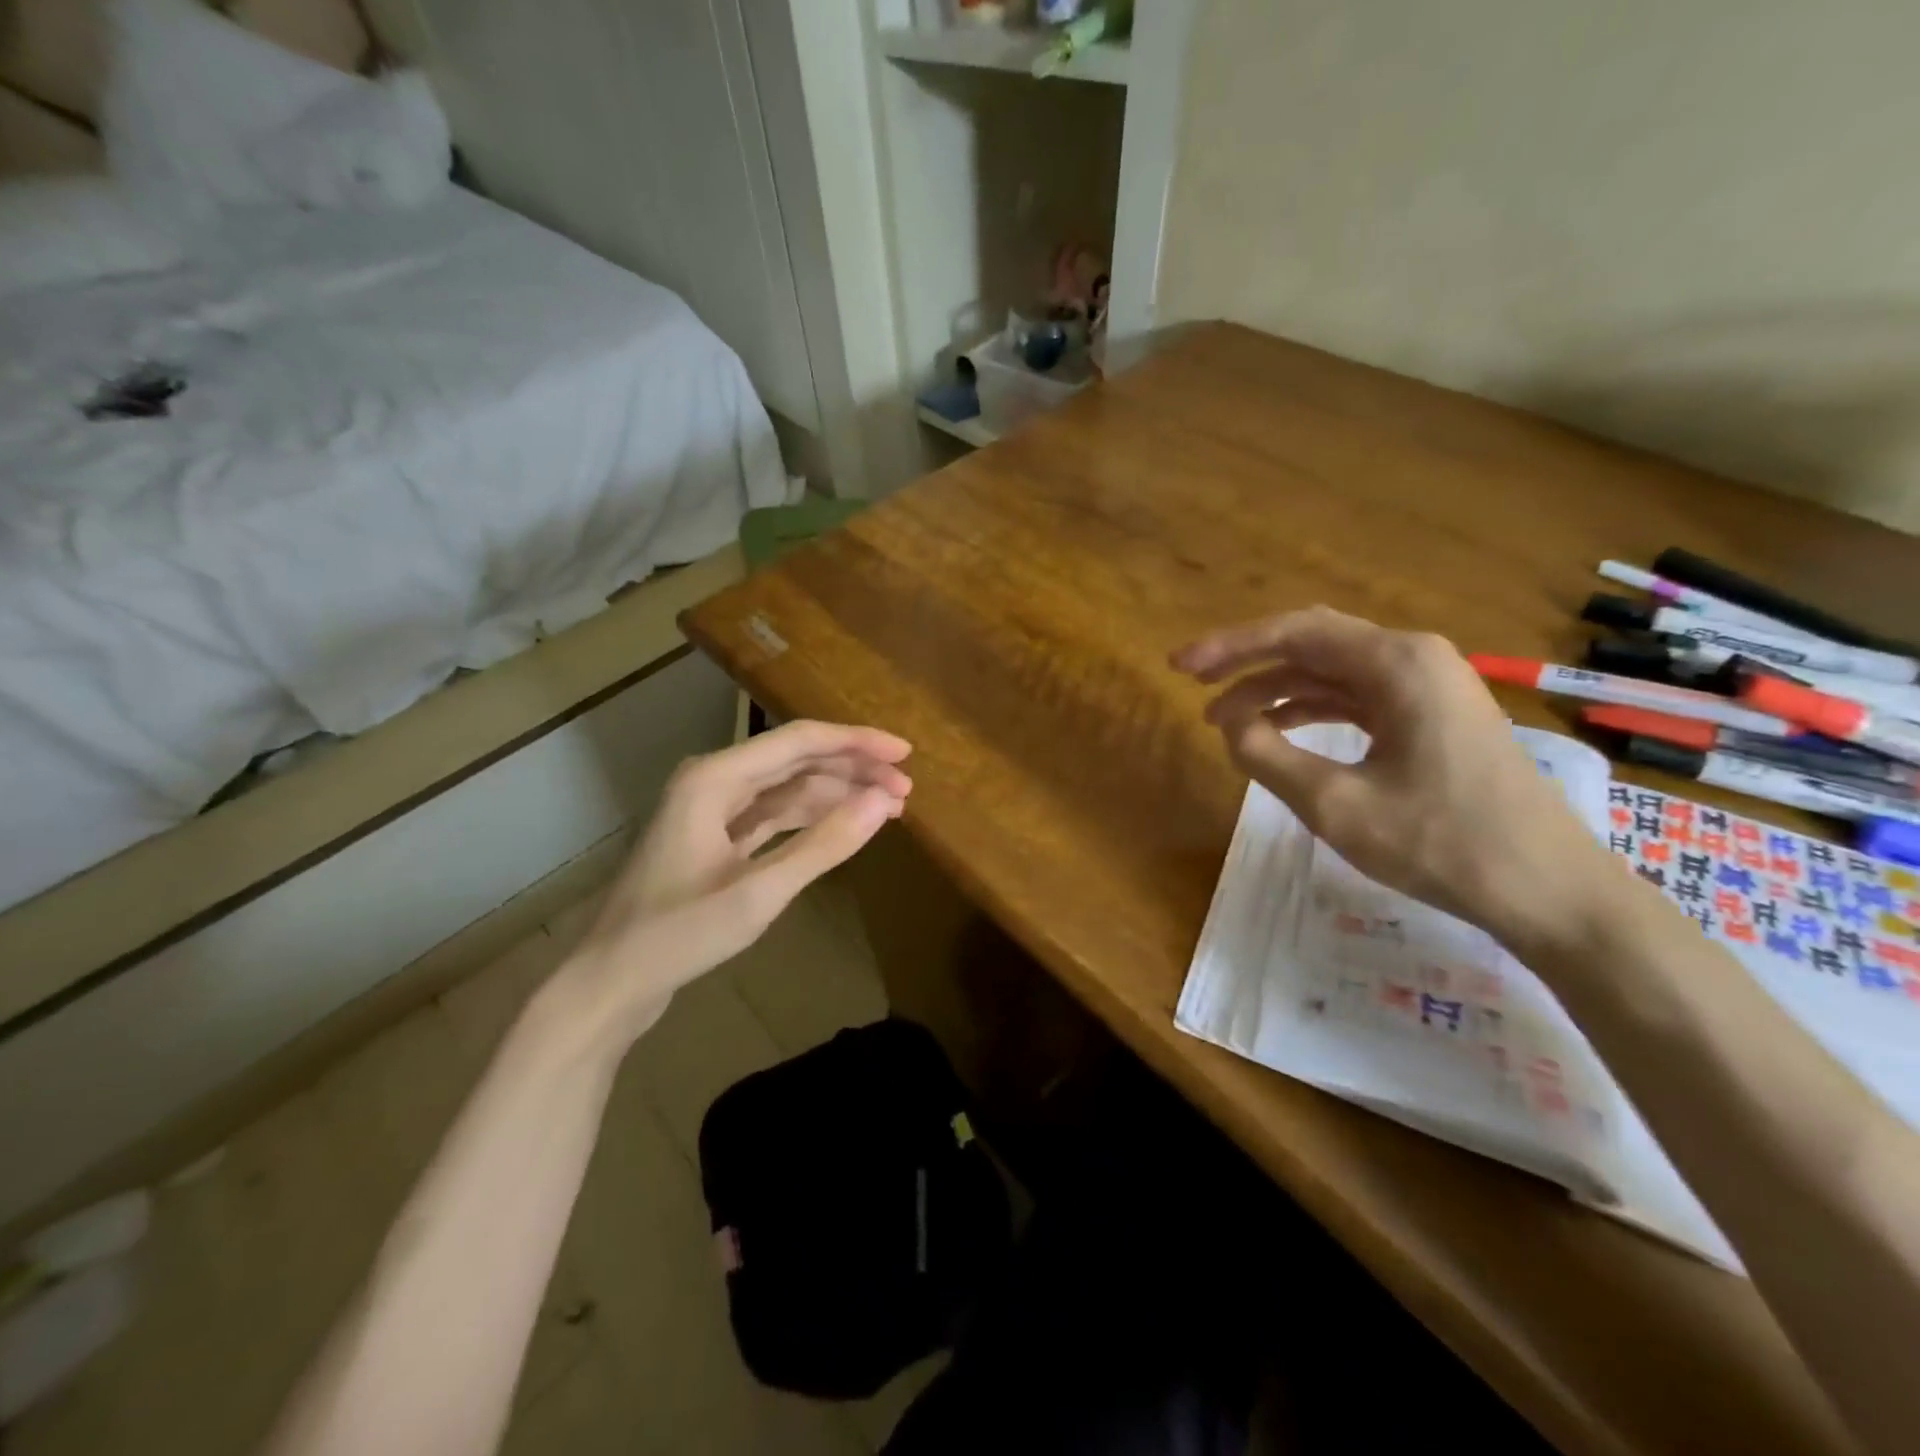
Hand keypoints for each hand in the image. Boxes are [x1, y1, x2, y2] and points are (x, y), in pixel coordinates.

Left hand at [551, 721, 911, 1046]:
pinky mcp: (715, 838)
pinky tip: (842, 824)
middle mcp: (713, 781)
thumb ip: (824, 845)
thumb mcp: (759, 893)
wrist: (608, 981)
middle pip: (796, 759)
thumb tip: (884, 802)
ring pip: (787, 787)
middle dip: (852, 770)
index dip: (857, 743)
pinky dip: (810, 817)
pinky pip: (773, 814)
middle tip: (905, 789)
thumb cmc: (678, 935)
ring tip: (887, 807)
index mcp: (715, 778)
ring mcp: (712, 810)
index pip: (801, 741)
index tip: (905, 754)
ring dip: (836, 793)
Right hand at [1172, 607, 1614, 950]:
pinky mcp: (1433, 716)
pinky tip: (1278, 730)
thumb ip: (1268, 757)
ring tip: (1223, 720)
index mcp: (1397, 663)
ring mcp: (1429, 686)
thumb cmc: (1441, 843)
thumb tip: (1230, 725)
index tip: (1178, 668)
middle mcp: (1414, 658)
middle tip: (1193, 683)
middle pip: (1312, 642)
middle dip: (1248, 662)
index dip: (1229, 648)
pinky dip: (1310, 709)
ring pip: (1332, 671)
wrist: (1547, 890)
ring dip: (1275, 689)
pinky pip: (1357, 697)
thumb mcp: (1336, 804)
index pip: (1294, 633)